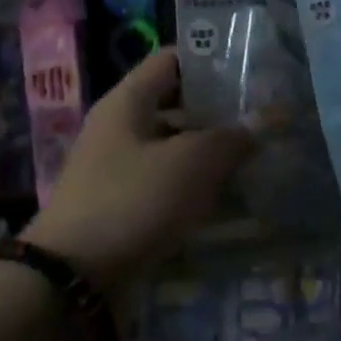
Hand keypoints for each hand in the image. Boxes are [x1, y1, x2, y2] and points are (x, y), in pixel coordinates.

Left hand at [23, 49, 252, 287]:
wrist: (71, 281)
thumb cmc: (132, 201)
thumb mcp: (190, 163)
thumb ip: (232, 137)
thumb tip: (268, 117)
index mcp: (128, 101)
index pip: (172, 59)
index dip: (211, 59)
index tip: (251, 68)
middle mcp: (120, 127)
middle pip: (176, 105)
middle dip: (219, 111)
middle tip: (264, 117)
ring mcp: (119, 169)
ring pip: (175, 148)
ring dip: (212, 153)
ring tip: (258, 158)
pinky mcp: (124, 207)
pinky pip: (167, 185)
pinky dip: (196, 188)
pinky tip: (231, 199)